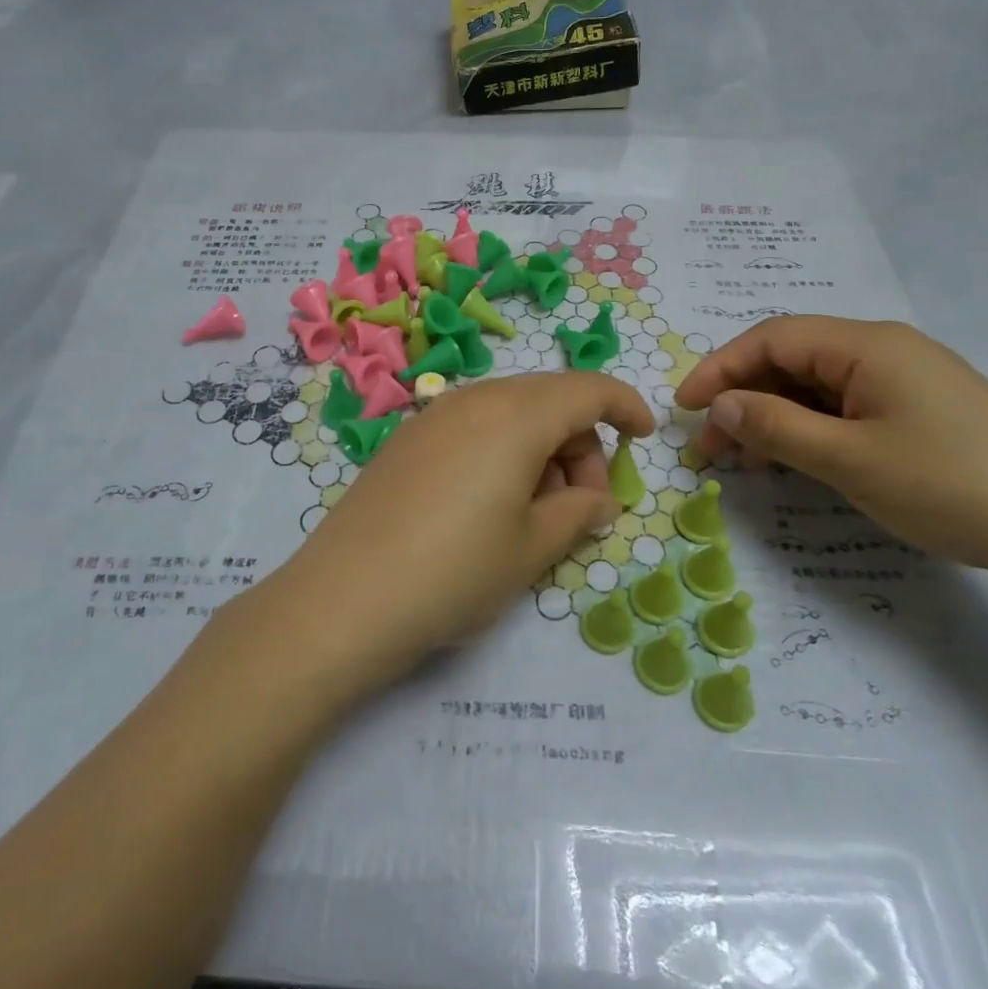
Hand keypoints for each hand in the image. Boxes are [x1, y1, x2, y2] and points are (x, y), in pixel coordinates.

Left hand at [266, 373, 653, 692]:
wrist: (344, 599)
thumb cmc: (454, 572)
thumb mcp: (532, 549)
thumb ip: (578, 513)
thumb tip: (600, 500)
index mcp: (517, 416)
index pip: (588, 389)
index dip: (625, 406)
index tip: (643, 437)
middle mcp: (475, 400)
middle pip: (549, 399)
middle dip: (581, 443)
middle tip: (583, 505)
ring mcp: (434, 415)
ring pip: (510, 412)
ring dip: (541, 448)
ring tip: (536, 513)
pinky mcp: (406, 439)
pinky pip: (473, 426)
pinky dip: (501, 450)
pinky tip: (490, 503)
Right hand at [674, 317, 987, 583]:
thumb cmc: (951, 485)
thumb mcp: (849, 460)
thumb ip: (776, 428)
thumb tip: (720, 406)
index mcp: (867, 345)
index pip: (772, 338)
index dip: (720, 368)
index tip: (684, 409)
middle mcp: (885, 350)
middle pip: (793, 360)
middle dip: (744, 397)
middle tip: (711, 446)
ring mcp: (907, 381)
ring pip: (818, 387)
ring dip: (774, 417)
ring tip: (745, 461)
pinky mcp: (923, 412)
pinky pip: (847, 408)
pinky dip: (810, 430)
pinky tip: (796, 461)